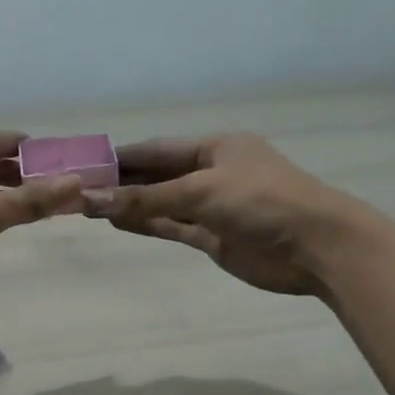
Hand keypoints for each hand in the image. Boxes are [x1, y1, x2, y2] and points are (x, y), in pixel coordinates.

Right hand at [82, 134, 374, 298]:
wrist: (315, 246)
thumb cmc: (262, 201)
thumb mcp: (201, 191)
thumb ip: (146, 199)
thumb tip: (92, 200)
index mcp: (216, 147)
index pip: (158, 149)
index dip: (122, 157)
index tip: (85, 164)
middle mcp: (212, 173)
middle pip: (158, 175)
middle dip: (122, 182)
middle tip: (79, 189)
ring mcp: (213, 207)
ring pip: (162, 203)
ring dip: (130, 205)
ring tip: (88, 207)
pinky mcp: (214, 237)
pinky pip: (173, 227)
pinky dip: (148, 224)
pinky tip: (118, 223)